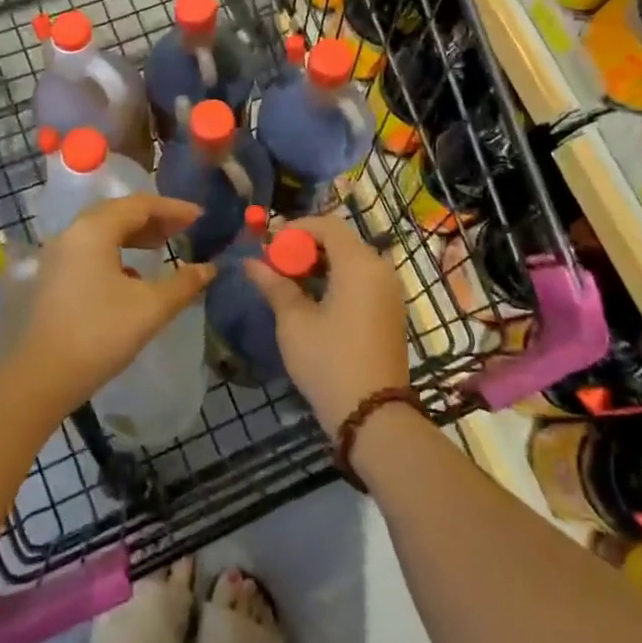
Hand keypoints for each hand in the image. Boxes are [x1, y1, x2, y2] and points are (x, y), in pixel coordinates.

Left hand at [7, 196, 215, 424]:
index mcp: (94, 230)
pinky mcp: (54, 276)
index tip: (200, 217)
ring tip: (163, 246)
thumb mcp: (151, 307)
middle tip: (185, 229)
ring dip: (136, 234)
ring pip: (104, 231)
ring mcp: (59, 254)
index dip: (173, 208)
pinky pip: (92, 249)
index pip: (140, 205)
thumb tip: (209, 268)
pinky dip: (117, 251)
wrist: (43, 376)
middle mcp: (73, 233)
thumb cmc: (100, 334)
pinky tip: (134, 275)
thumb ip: (184, 283)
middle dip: (154, 218)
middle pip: (119, 213)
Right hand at [243, 215, 407, 432]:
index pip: (327, 225)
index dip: (296, 229)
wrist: (373, 416)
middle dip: (305, 247)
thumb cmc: (329, 361)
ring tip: (289, 283)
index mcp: (359, 264)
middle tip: (275, 264)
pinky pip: (361, 280)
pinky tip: (313, 300)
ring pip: (351, 261)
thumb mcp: (294, 321)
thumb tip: (250, 262)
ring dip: (319, 264)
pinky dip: (336, 280)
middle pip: (340, 241)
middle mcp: (380, 270)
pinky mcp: (390, 312)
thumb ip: (274, 284)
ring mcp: (389, 292)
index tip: (269, 246)